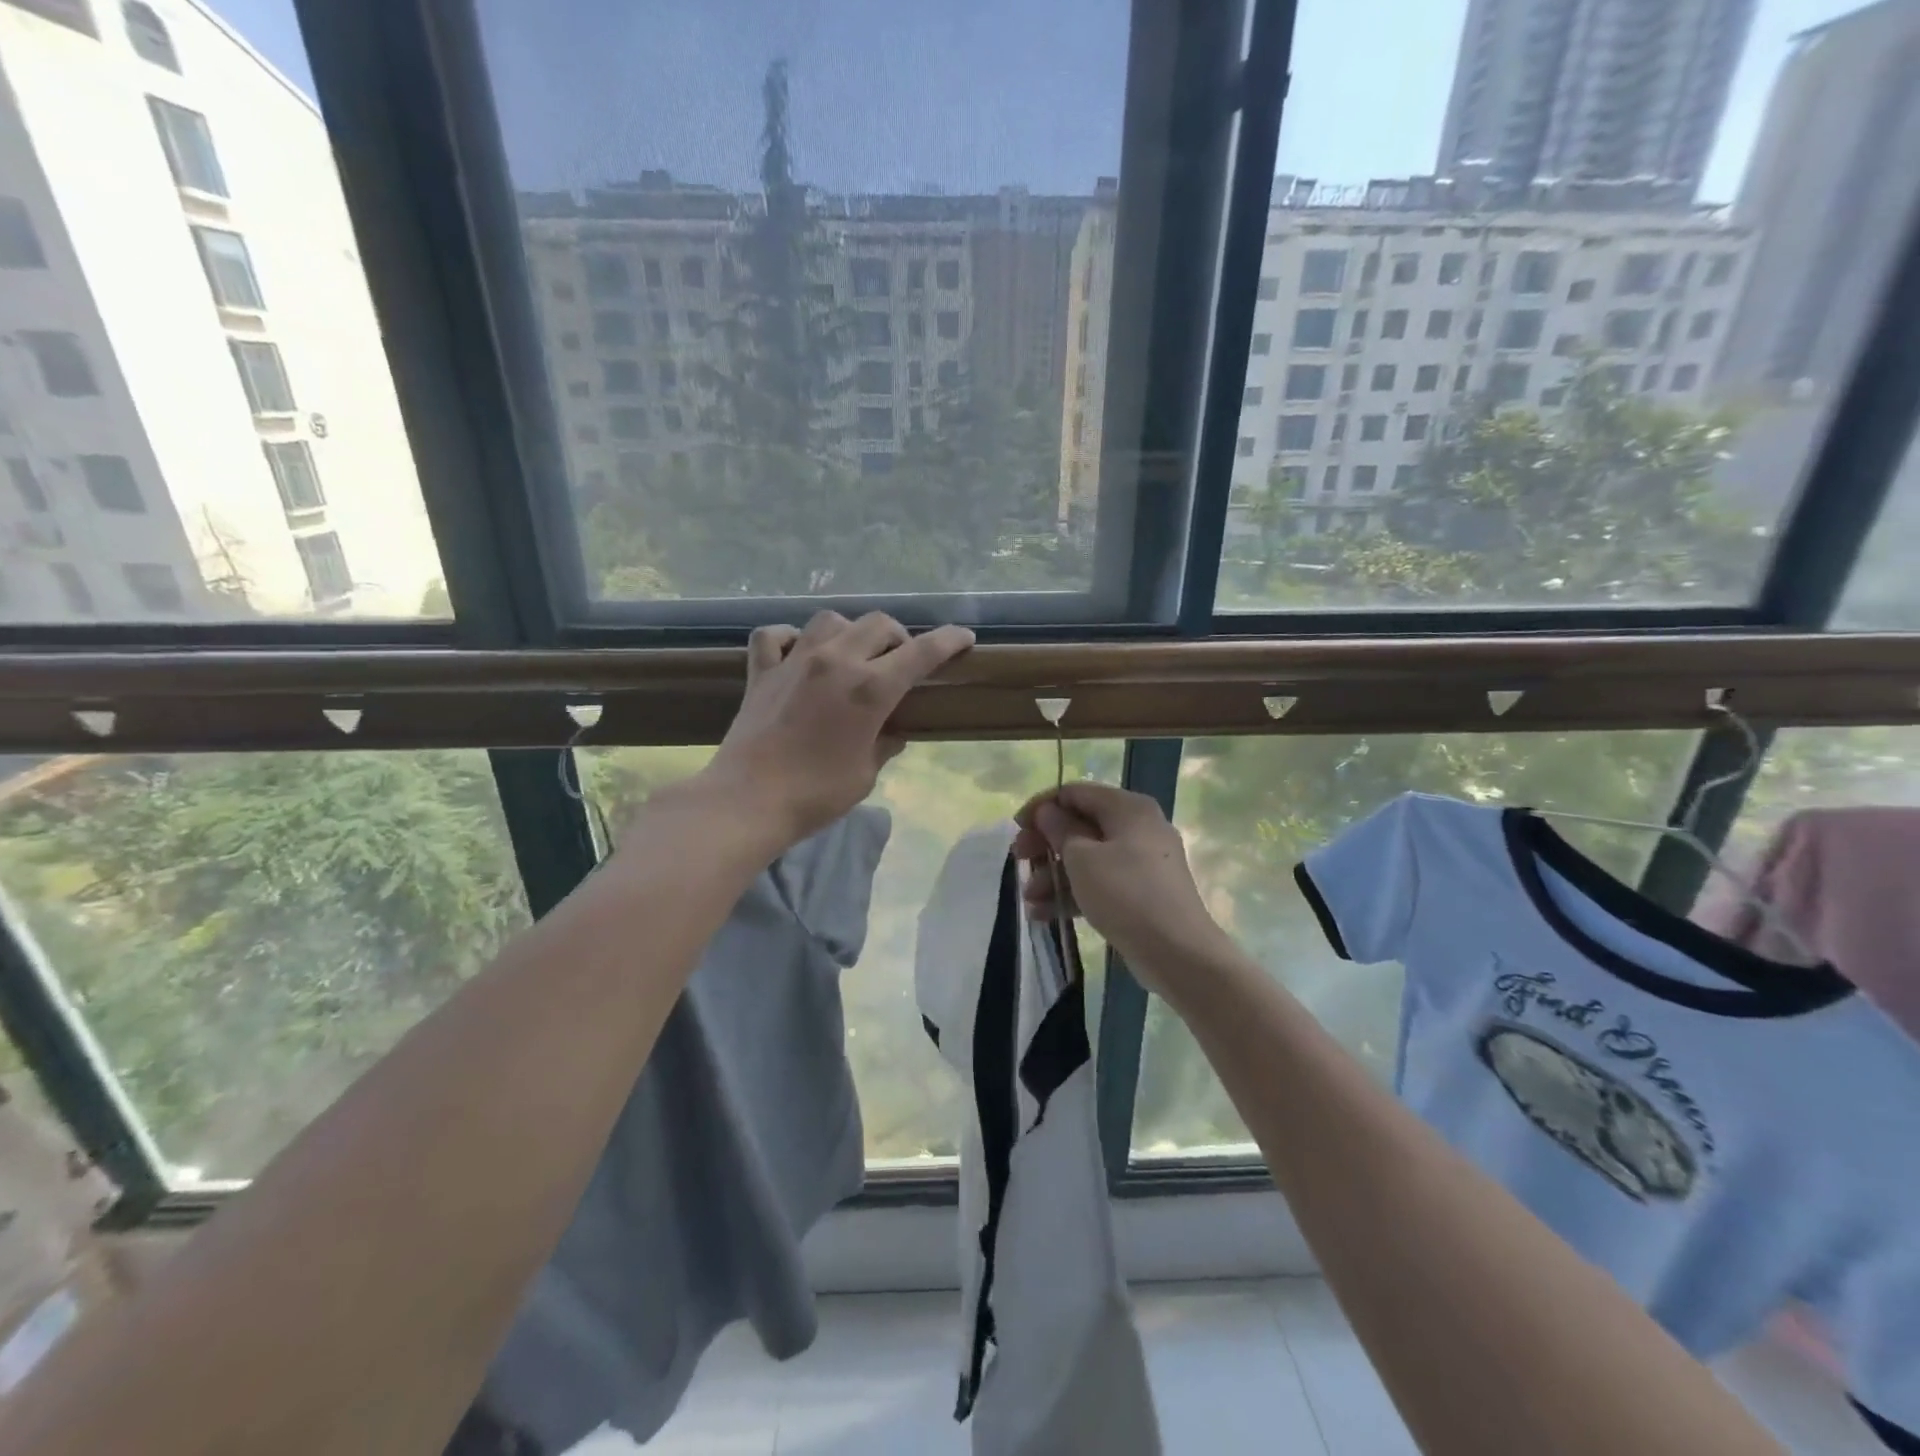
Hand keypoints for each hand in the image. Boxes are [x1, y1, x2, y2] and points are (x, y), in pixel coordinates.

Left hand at [702, 612, 974, 849]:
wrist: (748, 801)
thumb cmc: (816, 794)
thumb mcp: (865, 773)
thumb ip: (884, 744)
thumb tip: (892, 732)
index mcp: (870, 688)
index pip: (921, 652)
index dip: (948, 640)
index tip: (964, 638)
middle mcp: (836, 662)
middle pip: (878, 624)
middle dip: (898, 636)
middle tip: (900, 660)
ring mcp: (795, 661)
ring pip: (830, 620)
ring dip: (849, 631)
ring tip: (851, 654)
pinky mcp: (762, 672)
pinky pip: (774, 636)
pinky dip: (789, 638)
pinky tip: (796, 652)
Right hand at [1014, 782, 1229, 1001]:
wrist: (1178, 953)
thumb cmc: (1126, 895)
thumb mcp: (1082, 859)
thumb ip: (1059, 830)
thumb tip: (1048, 812)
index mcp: (1128, 808)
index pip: (1075, 792)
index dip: (1042, 807)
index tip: (1016, 828)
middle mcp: (1138, 827)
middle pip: (1080, 825)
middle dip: (1045, 845)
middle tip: (1019, 862)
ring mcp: (1141, 862)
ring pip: (1087, 857)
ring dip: (1054, 875)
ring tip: (1029, 900)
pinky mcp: (1141, 893)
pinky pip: (1100, 882)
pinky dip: (1074, 893)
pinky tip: (1044, 914)